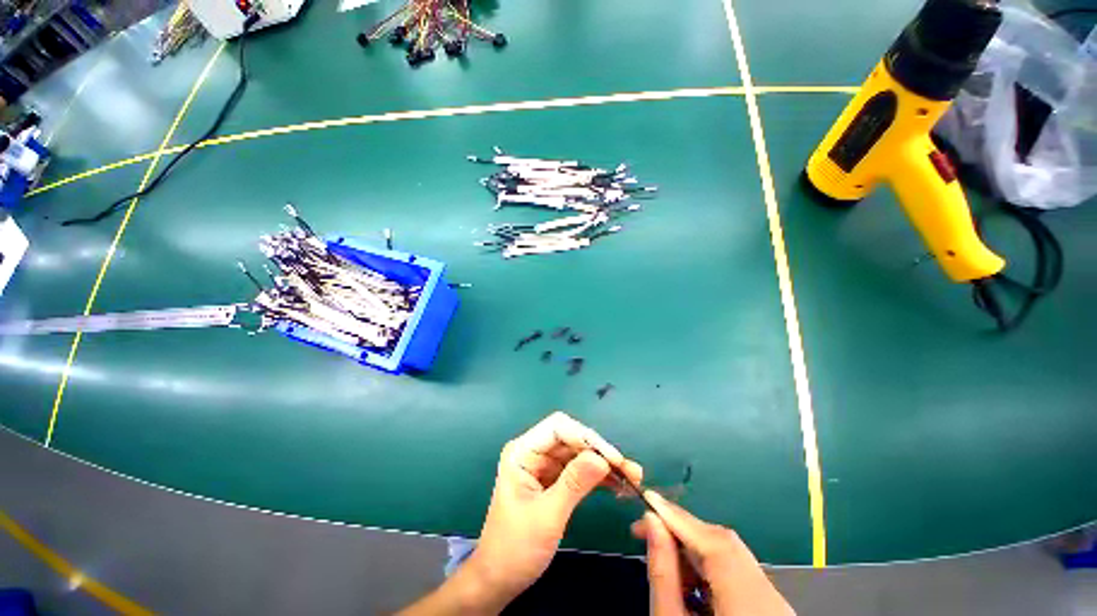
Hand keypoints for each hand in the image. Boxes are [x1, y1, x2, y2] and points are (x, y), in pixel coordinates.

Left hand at [464, 412, 643, 609]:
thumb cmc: (515, 549)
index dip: (587, 437)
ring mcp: (544, 466)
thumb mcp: (547, 516)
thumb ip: (574, 483)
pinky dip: (599, 477)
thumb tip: (602, 458)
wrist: (499, 580)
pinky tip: (619, 486)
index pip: (558, 427)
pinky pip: (580, 470)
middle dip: (600, 452)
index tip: (613, 458)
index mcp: (523, 452)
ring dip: (604, 464)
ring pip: (580, 453)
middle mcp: (534, 452)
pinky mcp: (554, 480)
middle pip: (572, 438)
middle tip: (630, 470)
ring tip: (632, 478)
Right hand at [632, 492, 794, 615]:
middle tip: (648, 531)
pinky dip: (710, 565)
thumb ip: (663, 572)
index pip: (714, 543)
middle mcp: (771, 599)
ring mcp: (777, 604)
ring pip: (733, 554)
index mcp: (748, 606)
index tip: (647, 500)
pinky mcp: (773, 608)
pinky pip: (739, 571)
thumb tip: (651, 521)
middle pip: (725, 544)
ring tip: (665, 557)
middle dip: (683, 530)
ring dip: (694, 547)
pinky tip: (690, 579)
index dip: (679, 517)